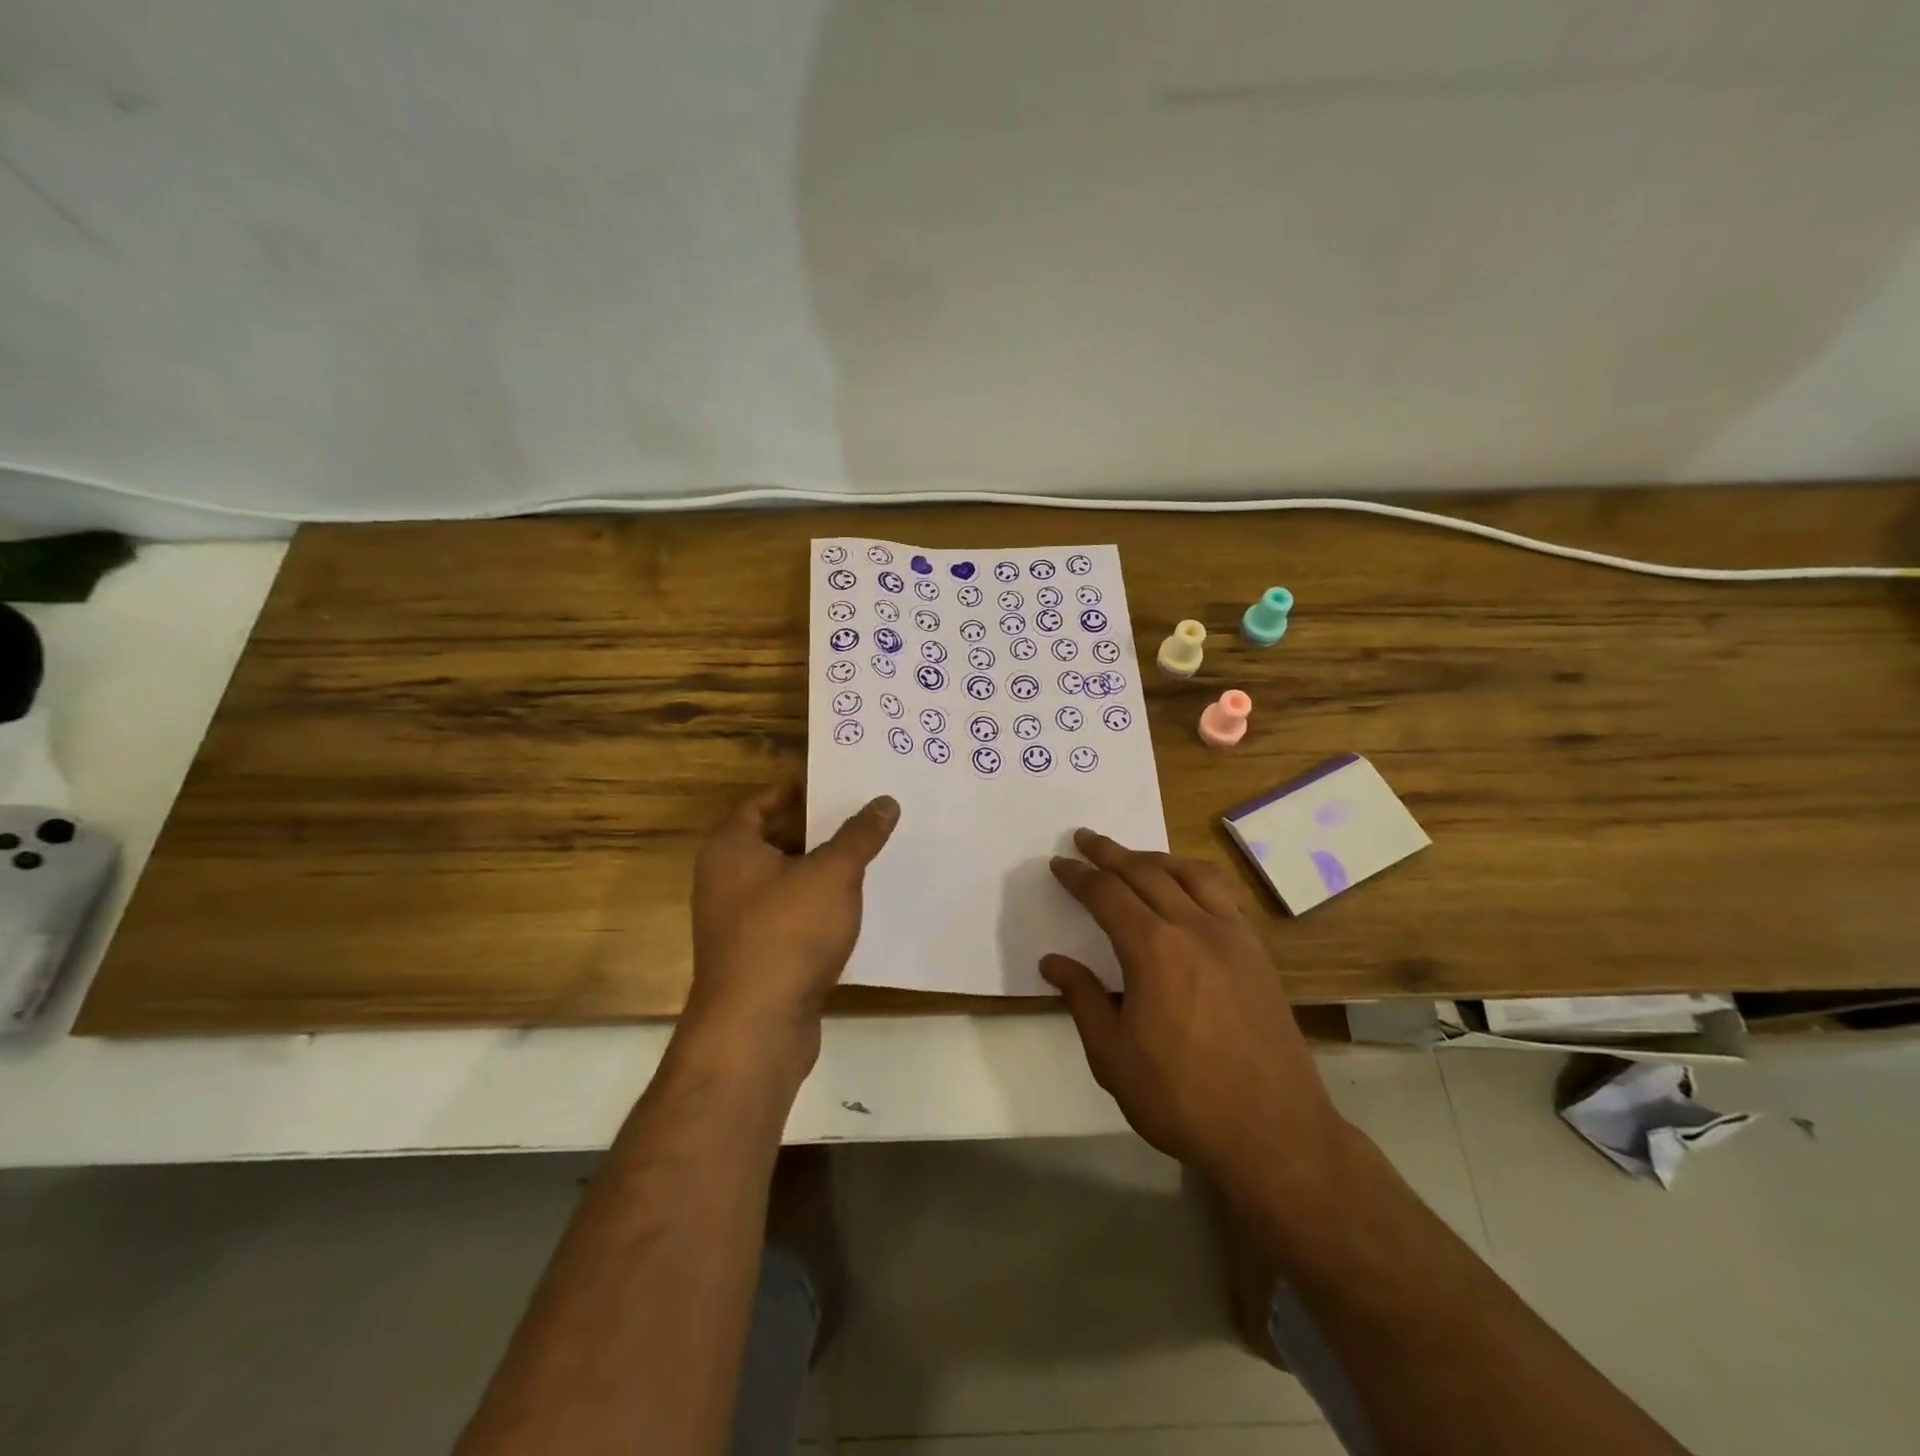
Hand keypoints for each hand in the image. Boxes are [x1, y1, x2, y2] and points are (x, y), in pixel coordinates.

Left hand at [686, 786, 898, 1069]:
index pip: (761, 803)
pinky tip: (855, 904)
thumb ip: (859, 835)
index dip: (798, 790)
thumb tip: (885, 802)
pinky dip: (818, 905)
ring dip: (821, 868)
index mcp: (731, 849)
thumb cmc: (787, 932)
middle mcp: (726, 880)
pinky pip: (791, 914)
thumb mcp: (832, 874)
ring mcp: (739, 921)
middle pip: (775, 840)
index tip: (837, 782)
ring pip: (786, 880)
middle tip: (864, 813)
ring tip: (869, 852)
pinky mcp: (757, 955)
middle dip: (818, 828)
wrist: (756, 1027)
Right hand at [1041, 830, 1346, 1186]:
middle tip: (1085, 838)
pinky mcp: (1257, 952)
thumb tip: (1052, 961)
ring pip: (1189, 873)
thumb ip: (1082, 999)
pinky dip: (1193, 876)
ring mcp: (1232, 936)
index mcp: (1153, 950)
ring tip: (1132, 855)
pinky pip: (1221, 894)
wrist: (1274, 1133)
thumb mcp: (1113, 1056)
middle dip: (1110, 852)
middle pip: (1146, 872)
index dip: (1078, 876)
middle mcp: (1193, 927)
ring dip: (1154, 857)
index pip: (1107, 894)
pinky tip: (1185, 888)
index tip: (1059, 864)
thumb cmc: (1181, 1098)